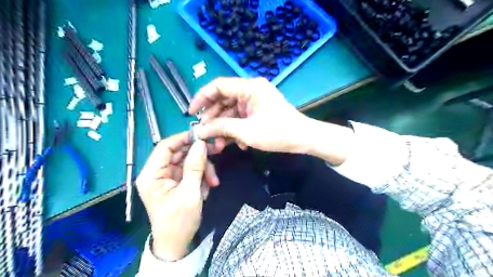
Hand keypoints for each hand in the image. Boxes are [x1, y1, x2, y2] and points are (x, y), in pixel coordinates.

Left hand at [135, 132, 217, 261]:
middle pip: (180, 153)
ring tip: (213, 182)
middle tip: (217, 153)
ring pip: (188, 161)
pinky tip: (207, 188)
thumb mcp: (189, 193)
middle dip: (199, 156)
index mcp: (152, 174)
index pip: (165, 146)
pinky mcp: (177, 182)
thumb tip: (201, 143)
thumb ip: (195, 166)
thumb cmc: (179, 221)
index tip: (203, 137)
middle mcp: (157, 173)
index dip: (183, 138)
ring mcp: (168, 177)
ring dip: (203, 168)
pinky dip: (201, 176)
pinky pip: (191, 171)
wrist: (177, 244)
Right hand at [189, 77, 311, 152]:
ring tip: (218, 145)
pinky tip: (237, 144)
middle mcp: (251, 90)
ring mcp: (254, 102)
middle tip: (205, 134)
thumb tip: (200, 130)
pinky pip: (240, 118)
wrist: (303, 139)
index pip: (218, 86)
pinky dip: (236, 130)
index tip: (191, 112)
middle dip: (213, 119)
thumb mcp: (246, 131)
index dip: (202, 98)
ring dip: (224, 128)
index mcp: (249, 87)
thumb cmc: (277, 132)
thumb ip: (221, 128)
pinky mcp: (257, 112)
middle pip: (223, 100)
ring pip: (231, 112)